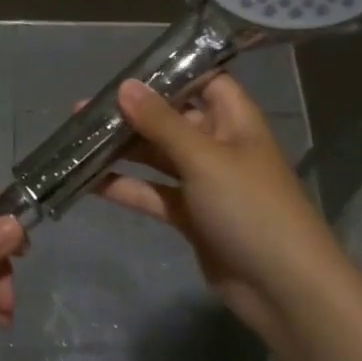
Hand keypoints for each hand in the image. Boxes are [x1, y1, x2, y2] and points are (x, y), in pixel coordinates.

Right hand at [97, 76, 342, 347]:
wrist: (284, 288)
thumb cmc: (251, 208)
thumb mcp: (204, 158)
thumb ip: (161, 122)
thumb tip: (125, 85)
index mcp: (235, 121)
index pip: (204, 81)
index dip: (170, 73)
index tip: (126, 71)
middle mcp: (219, 145)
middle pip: (172, 119)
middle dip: (132, 113)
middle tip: (84, 108)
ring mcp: (204, 183)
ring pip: (158, 156)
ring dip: (123, 149)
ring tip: (78, 138)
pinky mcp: (191, 216)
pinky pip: (153, 193)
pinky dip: (126, 187)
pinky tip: (89, 181)